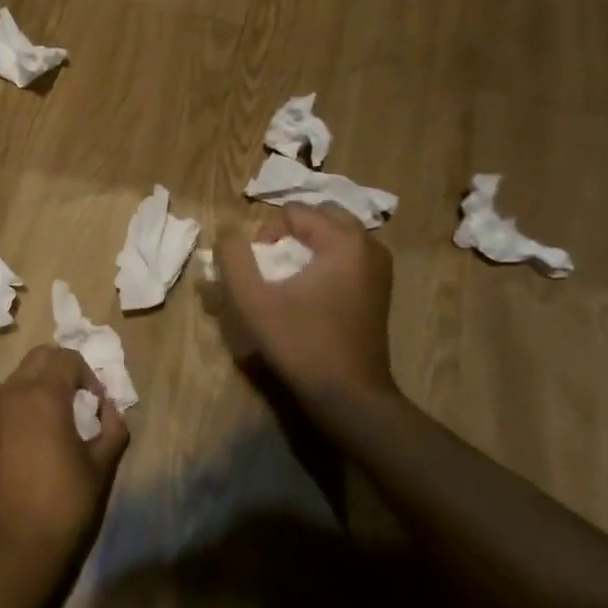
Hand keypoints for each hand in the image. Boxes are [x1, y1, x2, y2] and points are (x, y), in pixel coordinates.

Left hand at [0, 346, 129, 574]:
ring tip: (56, 422)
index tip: (97, 404)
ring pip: (18, 378)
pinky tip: (33, 441)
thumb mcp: (100, 466)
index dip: (88, 375)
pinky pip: (3, 402)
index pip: (67, 358)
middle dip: (61, 370)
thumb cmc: (64, 504)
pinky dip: (21, 406)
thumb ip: (112, 428)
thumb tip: (110, 410)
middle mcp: (12, 393)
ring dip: (39, 386)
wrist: (13, 548)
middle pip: (39, 358)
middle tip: (78, 402)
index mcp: (43, 394)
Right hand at [216, 204, 398, 418]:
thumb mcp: (253, 300)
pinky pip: (347, 256)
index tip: (259, 270)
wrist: (349, 395)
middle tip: (271, 264)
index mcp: (344, 241)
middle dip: (290, 233)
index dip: (266, 235)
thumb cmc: (300, 343)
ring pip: (334, 235)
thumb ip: (233, 257)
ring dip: (307, 245)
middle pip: (319, 216)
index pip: (293, 212)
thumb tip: (227, 230)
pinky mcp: (379, 288)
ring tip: (286, 276)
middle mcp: (369, 245)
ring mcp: (379, 268)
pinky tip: (308, 290)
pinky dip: (324, 260)